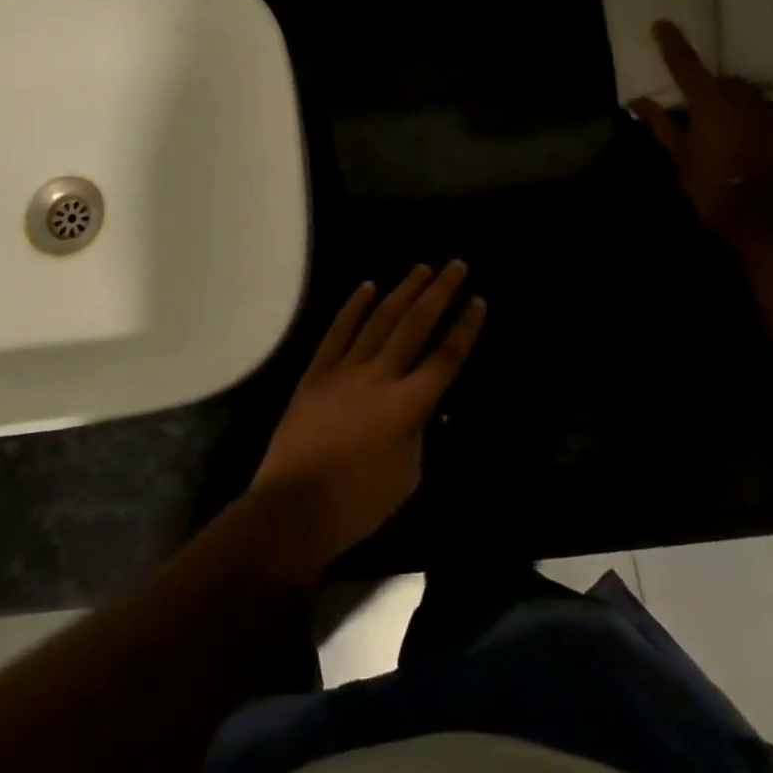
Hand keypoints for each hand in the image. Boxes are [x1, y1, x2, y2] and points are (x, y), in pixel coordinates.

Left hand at [251, 262, 486, 576]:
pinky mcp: (317, 372)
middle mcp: (380, 376)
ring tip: (420, 268)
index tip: (477, 301)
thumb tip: (419, 407)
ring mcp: (345, 369)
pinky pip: (337, 331)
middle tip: (455, 266)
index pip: (446, 358)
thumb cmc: (358, 503)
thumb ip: (418, 432)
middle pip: (415, 325)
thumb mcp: (408, 475)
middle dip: (439, 293)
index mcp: (408, 406)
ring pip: (379, 320)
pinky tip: (367, 287)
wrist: (295, 507)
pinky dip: (353, 307)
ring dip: (402, 291)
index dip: (465, 328)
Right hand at [631, 20, 772, 244]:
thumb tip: (637, 101)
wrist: (761, 219)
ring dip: (742, 112)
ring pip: (753, 102)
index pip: (685, 64)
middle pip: (725, 84)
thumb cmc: (709, 186)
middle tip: (706, 117)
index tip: (662, 24)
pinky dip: (765, 131)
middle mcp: (744, 97)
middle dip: (715, 94)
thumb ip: (659, 123)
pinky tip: (760, 152)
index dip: (672, 43)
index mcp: (709, 101)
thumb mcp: (677, 155)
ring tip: (736, 138)